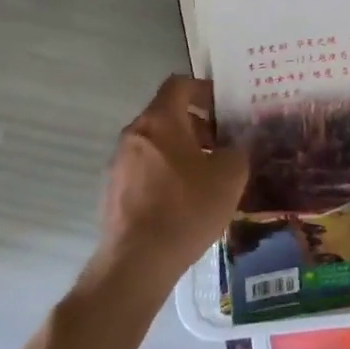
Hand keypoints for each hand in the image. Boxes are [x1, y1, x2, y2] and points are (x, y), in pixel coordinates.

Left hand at [97, 76, 246, 288]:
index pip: (179, 84)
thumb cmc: (186, 208)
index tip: (223, 108)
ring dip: (180, 151)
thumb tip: (234, 147)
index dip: (204, 90)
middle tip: (221, 145)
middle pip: (167, 114)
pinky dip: (164, 174)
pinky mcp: (112, 192)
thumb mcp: (230, 175)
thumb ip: (237, 151)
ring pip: (155, 144)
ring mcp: (118, 163)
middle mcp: (134, 134)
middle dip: (196, 125)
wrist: (136, 263)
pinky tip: (183, 202)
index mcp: (160, 120)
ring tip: (205, 177)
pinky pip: (144, 170)